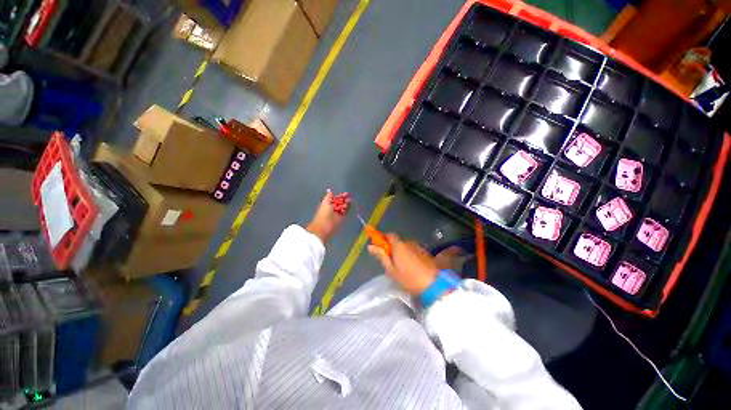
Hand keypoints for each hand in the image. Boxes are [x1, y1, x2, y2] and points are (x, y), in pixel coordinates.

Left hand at [306, 190, 348, 243]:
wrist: (323, 228)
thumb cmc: (323, 214)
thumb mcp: (325, 203)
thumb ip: (328, 197)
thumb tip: (330, 190)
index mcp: (327, 204)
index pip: (335, 198)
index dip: (340, 195)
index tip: (346, 193)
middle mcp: (332, 208)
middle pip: (339, 202)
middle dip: (344, 200)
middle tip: (350, 197)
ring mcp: (336, 214)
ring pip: (343, 207)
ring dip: (346, 205)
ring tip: (351, 202)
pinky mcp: (340, 219)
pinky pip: (345, 213)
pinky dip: (348, 210)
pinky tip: (351, 207)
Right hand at [368, 233, 438, 294]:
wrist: (433, 285)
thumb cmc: (409, 278)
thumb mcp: (391, 269)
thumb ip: (381, 256)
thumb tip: (370, 246)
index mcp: (399, 245)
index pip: (389, 235)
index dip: (383, 238)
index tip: (379, 244)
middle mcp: (409, 242)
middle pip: (398, 241)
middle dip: (392, 247)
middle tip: (389, 260)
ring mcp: (419, 247)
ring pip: (406, 246)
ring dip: (402, 251)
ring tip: (401, 265)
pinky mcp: (426, 253)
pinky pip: (414, 250)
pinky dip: (410, 255)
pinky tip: (411, 266)